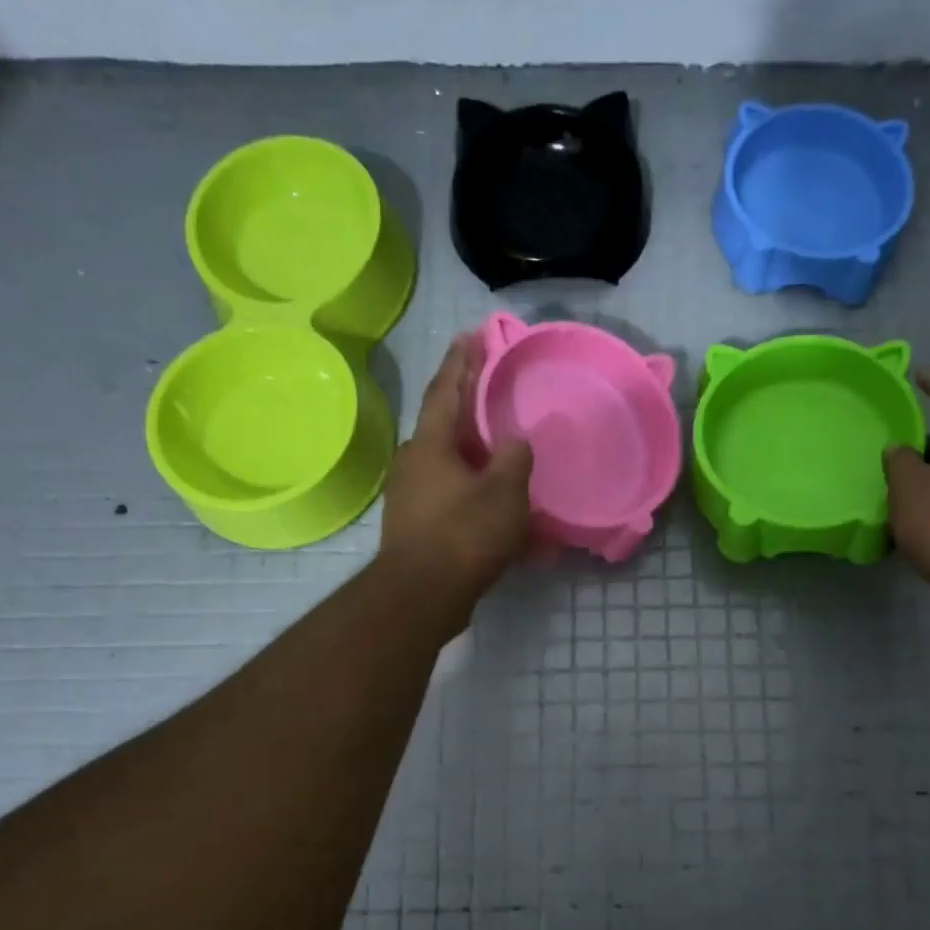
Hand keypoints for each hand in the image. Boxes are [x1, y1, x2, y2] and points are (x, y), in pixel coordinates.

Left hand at [379, 335, 534, 611]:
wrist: (422, 596)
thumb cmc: (464, 534)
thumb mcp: (504, 491)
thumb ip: (514, 458)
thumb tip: (516, 441)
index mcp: (431, 443)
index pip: (446, 388)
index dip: (461, 360)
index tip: (472, 334)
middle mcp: (415, 463)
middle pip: (447, 427)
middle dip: (472, 410)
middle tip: (497, 395)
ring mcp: (413, 497)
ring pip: (454, 468)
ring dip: (481, 462)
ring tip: (510, 459)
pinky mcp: (419, 528)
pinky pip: (456, 502)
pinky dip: (480, 500)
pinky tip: (507, 516)